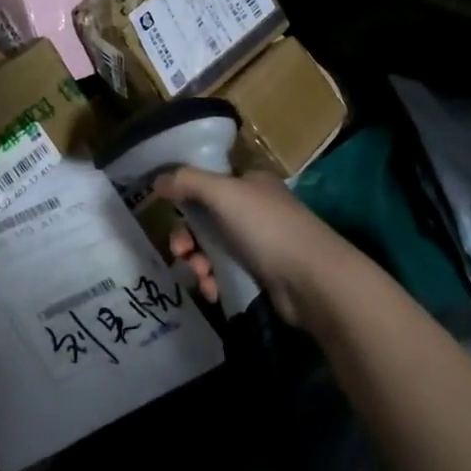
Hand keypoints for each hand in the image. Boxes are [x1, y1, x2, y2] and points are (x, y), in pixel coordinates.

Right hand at [152, 169, 351, 325]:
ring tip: (200, 276)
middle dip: (187, 237)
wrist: (313, 281)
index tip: (168, 214)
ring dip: (198, 262)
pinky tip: (213, 291)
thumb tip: (157, 179)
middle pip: (205, 217)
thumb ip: (187, 181)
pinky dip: (214, 280)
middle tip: (181, 252)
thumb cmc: (266, 227)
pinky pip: (226, 272)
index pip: (207, 181)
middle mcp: (254, 207)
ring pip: (213, 247)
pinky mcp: (262, 273)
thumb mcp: (223, 193)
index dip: (184, 196)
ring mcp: (259, 241)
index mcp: (249, 181)